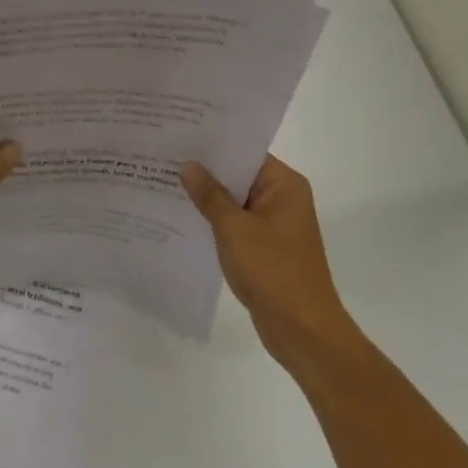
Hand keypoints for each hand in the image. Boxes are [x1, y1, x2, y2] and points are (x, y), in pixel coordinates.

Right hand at [181, 154, 356, 365]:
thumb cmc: (273, 271)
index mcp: (284, 185)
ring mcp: (276, 224)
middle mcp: (283, 198)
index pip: (244, 152)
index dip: (212, 144)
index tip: (179, 135)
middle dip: (205, 170)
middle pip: (239, 174)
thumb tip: (188, 165)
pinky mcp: (266, 247)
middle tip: (164, 156)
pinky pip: (236, 222)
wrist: (303, 332)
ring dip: (207, 196)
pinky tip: (183, 215)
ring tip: (165, 181)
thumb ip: (210, 195)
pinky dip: (215, 219)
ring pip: (235, 200)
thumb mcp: (234, 228)